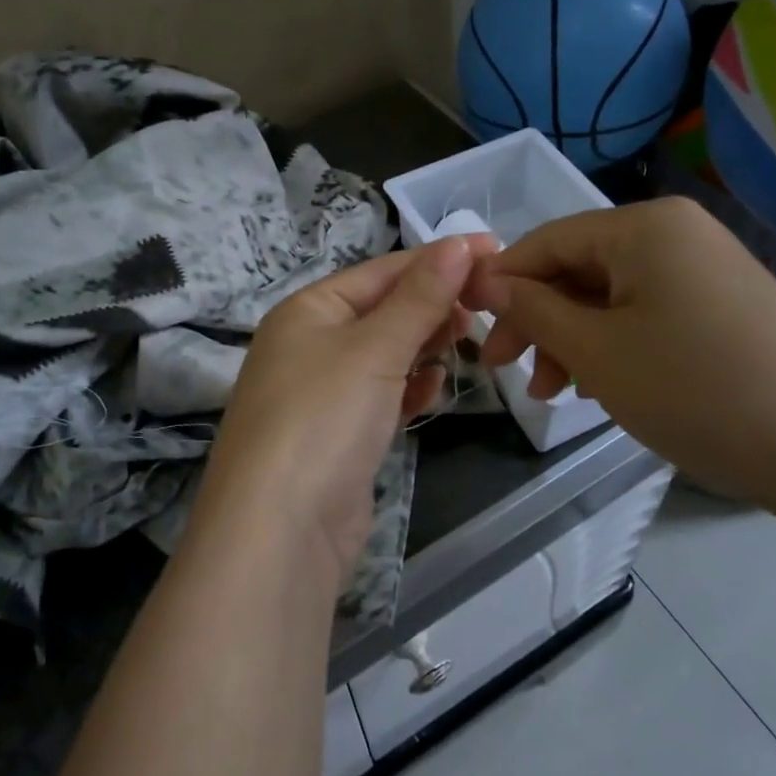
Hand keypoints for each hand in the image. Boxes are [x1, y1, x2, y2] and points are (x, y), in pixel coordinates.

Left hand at [197, 236, 498, 581]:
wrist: (279, 532)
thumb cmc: (324, 418)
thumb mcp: (374, 348)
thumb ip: (420, 297)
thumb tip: (461, 242)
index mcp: (308, 309)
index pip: (382, 270)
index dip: (438, 259)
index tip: (496, 252)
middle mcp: (308, 344)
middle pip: (382, 309)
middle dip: (433, 303)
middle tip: (488, 304)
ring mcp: (321, 393)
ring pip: (384, 353)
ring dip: (423, 343)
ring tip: (467, 338)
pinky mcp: (337, 436)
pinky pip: (380, 396)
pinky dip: (408, 387)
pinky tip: (435, 388)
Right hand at [463, 198, 775, 509]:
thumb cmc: (693, 391)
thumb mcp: (595, 351)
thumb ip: (532, 310)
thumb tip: (484, 279)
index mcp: (644, 226)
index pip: (547, 241)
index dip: (502, 282)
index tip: (470, 327)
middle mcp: (678, 232)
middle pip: (581, 269)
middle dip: (540, 321)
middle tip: (512, 373)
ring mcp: (709, 268)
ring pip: (613, 296)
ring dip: (574, 340)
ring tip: (558, 393)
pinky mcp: (727, 305)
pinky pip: (650, 313)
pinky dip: (616, 345)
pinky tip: (605, 387)